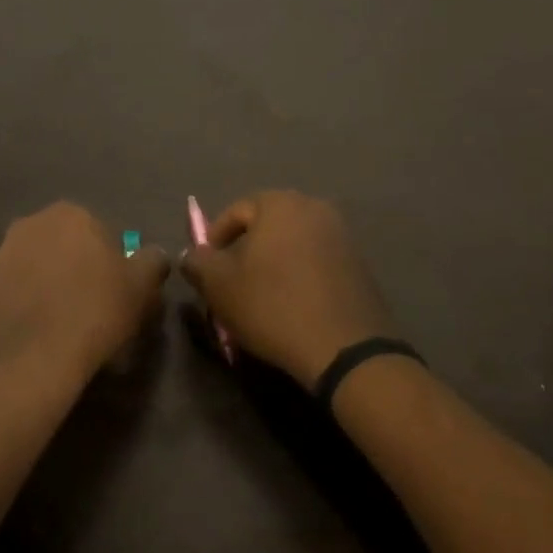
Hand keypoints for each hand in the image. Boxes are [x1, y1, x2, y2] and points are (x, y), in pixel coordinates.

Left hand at [0, 202, 170, 392]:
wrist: (35, 358)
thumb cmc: (96, 310)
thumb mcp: (142, 285)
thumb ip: (152, 261)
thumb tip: (153, 256)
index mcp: (68, 214)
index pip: (98, 230)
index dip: (110, 260)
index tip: (117, 288)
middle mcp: (28, 225)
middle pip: (62, 245)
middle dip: (75, 266)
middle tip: (93, 303)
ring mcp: (0, 256)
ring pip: (35, 266)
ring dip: (48, 282)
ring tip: (64, 319)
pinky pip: (14, 292)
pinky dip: (27, 304)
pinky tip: (41, 331)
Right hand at [180, 191, 394, 388]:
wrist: (345, 349)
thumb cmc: (273, 305)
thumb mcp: (219, 285)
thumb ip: (198, 262)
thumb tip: (192, 255)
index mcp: (280, 203)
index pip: (235, 212)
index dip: (214, 240)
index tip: (207, 270)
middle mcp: (315, 208)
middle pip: (266, 225)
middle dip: (244, 250)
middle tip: (231, 282)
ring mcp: (342, 235)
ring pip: (292, 243)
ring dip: (272, 264)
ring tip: (260, 296)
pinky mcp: (360, 264)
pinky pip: (316, 262)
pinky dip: (299, 276)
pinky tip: (291, 305)